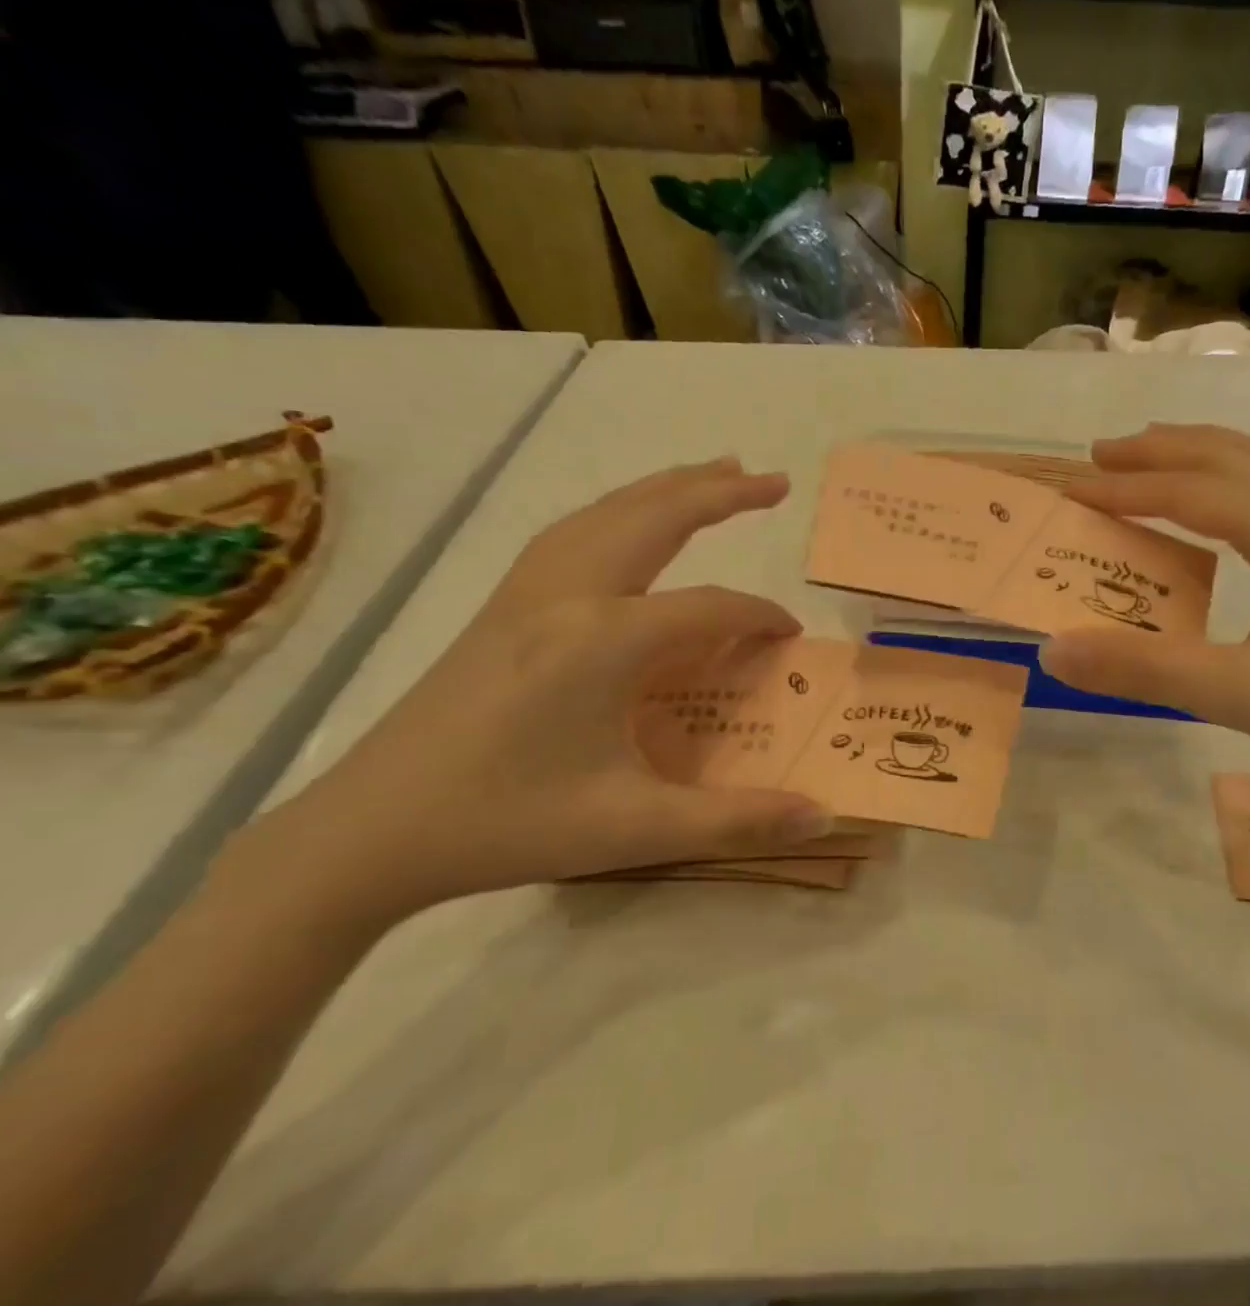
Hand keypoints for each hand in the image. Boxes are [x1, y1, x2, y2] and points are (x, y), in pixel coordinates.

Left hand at [231, 459, 831, 925]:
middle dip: (720, 492)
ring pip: (607, 513)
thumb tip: (825, 820)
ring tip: (714, 473)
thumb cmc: (507, 825)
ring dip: (666, 489)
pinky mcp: (500, 606)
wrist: (369, 831)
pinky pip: (573, 533)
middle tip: (774, 480)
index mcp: (604, 640)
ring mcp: (525, 594)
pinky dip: (618, 510)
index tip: (790, 638)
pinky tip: (627, 524)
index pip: (709, 608)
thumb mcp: (634, 829)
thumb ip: (737, 821)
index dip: (759, 617)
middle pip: (655, 518)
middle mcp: (566, 596)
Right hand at [1040, 425, 1249, 808]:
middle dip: (1162, 450)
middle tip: (1100, 456)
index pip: (1197, 492)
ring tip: (1150, 461)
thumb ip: (1145, 669)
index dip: (1130, 488)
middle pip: (1232, 457)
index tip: (1073, 491)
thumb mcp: (1240, 696)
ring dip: (1200, 455)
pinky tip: (1216, 512)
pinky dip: (1230, 481)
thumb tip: (1054, 650)